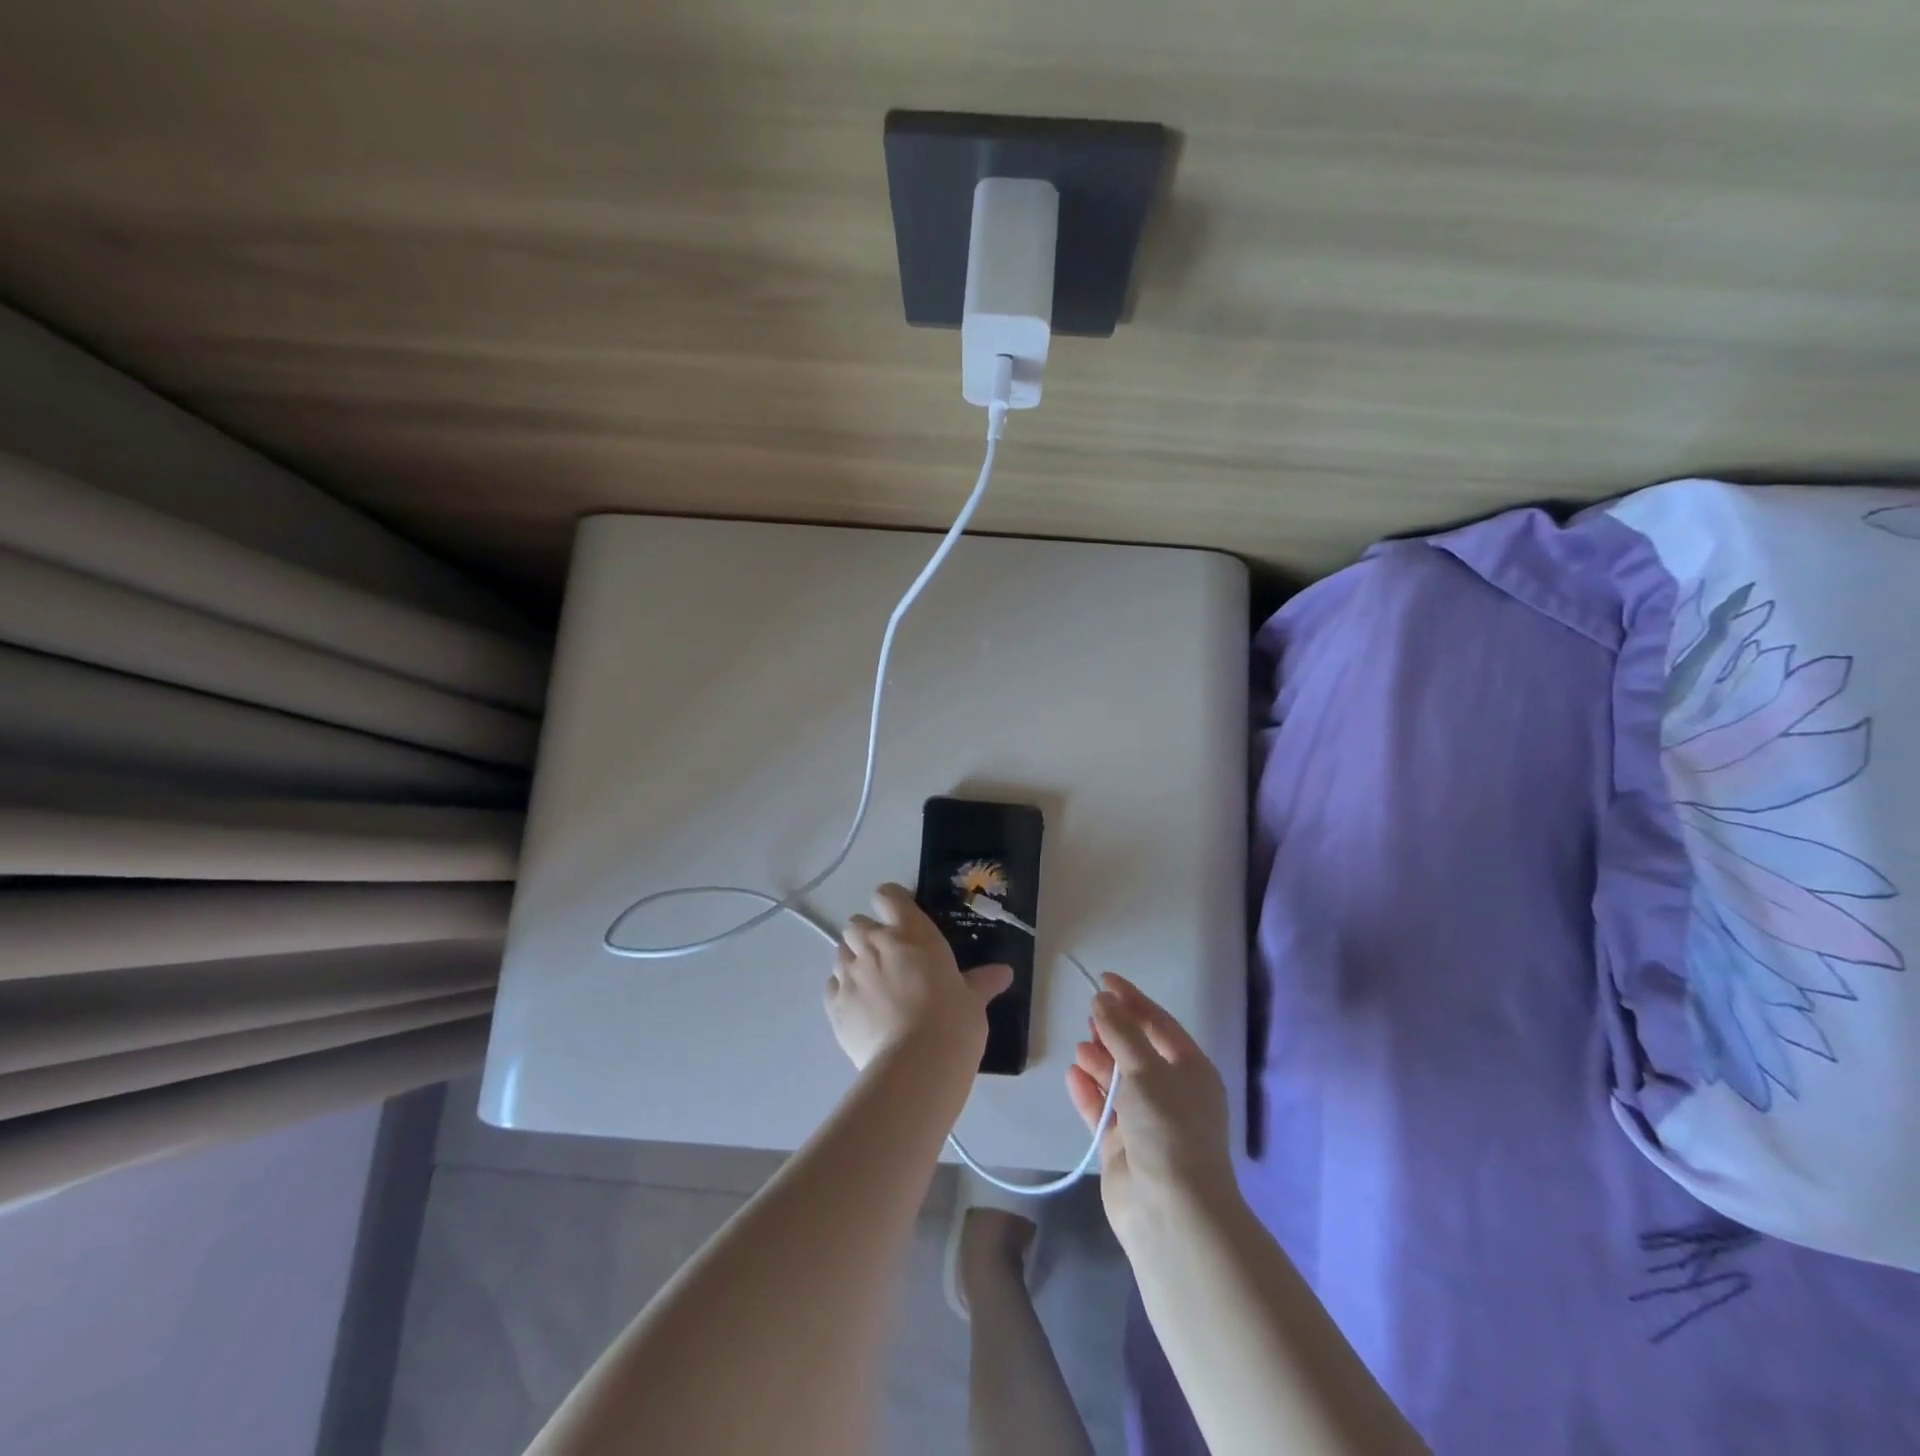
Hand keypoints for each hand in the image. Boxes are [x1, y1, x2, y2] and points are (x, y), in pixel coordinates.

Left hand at [825, 883, 1012, 1072]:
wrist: (916, 1065)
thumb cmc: (952, 1021)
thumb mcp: (973, 1000)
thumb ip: (982, 982)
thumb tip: (1004, 973)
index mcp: (910, 932)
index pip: (887, 895)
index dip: (891, 903)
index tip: (902, 919)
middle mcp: (874, 944)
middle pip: (857, 923)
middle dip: (868, 935)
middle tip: (888, 957)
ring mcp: (849, 973)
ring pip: (841, 952)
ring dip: (854, 961)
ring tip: (872, 985)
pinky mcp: (833, 1004)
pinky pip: (832, 985)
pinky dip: (842, 991)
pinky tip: (860, 1010)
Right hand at [1067, 973, 1237, 1247]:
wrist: (1171, 1212)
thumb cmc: (1168, 1127)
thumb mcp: (1146, 1069)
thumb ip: (1121, 1031)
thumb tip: (1102, 998)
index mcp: (1191, 1071)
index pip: (1159, 1024)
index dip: (1132, 999)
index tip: (1104, 979)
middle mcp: (1172, 1093)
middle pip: (1138, 1051)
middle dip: (1114, 1031)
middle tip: (1089, 1013)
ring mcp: (1147, 1122)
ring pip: (1119, 1080)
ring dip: (1100, 1061)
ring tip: (1080, 1046)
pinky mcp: (1123, 1148)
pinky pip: (1103, 1109)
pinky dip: (1088, 1091)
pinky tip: (1072, 1074)